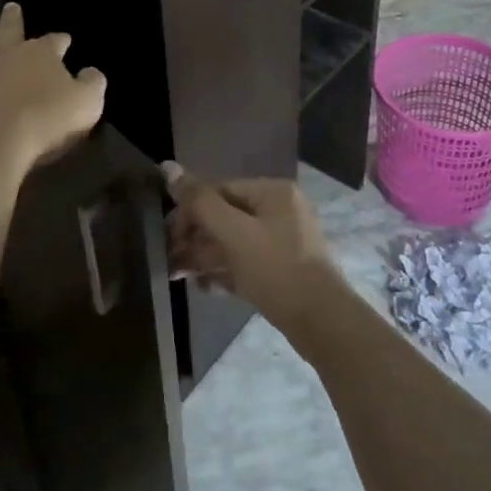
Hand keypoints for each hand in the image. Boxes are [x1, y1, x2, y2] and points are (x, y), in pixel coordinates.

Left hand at [0, 4, 104, 176]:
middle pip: (11, 31)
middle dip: (13, 18)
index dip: (61, 40)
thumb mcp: (86, 103)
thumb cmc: (45, 120)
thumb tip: (91, 72)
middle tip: (11, 5)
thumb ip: (93, 84)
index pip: (54, 41)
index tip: (66, 39)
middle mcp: (9, 56)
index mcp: (42, 54)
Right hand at [164, 166, 346, 348]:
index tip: (168, 236)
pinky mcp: (283, 271)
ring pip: (234, 243)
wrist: (323, 324)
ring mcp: (283, 242)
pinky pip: (246, 263)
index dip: (190, 210)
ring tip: (179, 277)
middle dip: (195, 238)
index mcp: (273, 192)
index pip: (220, 190)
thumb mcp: (234, 233)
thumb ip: (199, 202)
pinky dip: (225, 272)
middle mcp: (279, 211)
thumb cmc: (277, 269)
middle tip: (170, 262)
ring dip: (205, 257)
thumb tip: (167, 166)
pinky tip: (204, 288)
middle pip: (226, 216)